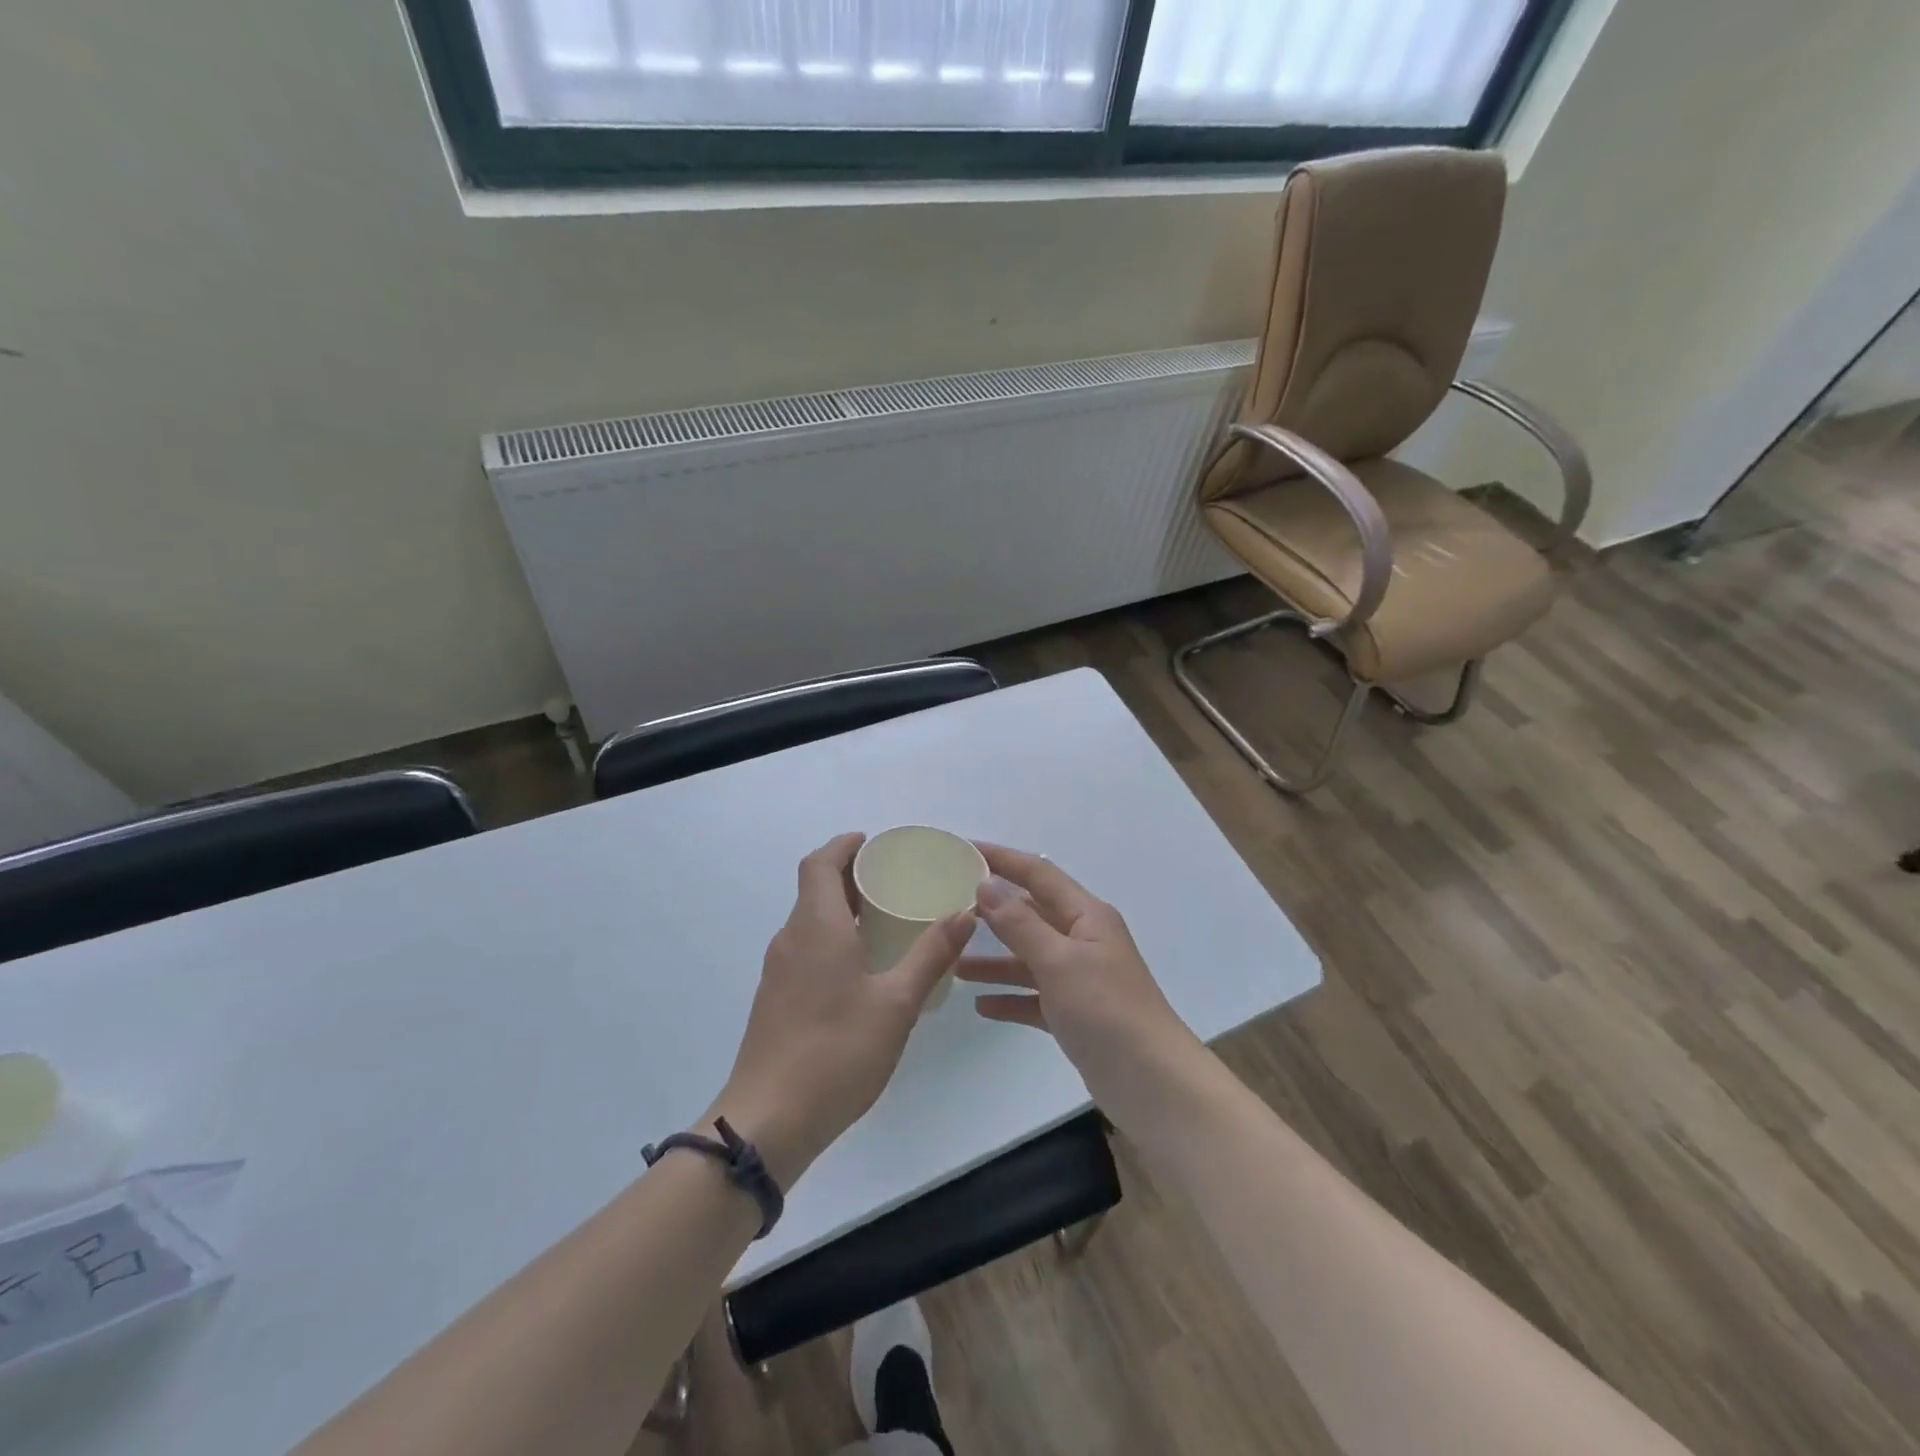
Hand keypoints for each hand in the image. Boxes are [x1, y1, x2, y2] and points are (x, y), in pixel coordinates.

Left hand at [711, 833, 974, 1187]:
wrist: (768, 1122)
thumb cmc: (836, 1052)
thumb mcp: (896, 1004)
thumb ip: (931, 955)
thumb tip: (964, 912)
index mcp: (816, 927)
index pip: (819, 863)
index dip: (844, 846)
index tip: (873, 844)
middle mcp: (791, 939)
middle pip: (814, 889)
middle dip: (850, 875)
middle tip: (893, 880)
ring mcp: (778, 971)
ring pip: (809, 921)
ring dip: (841, 908)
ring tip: (885, 919)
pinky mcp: (775, 999)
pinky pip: (805, 948)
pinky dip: (832, 937)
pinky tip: (862, 967)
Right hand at [957, 844, 1203, 1125]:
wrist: (1152, 1083)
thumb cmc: (1106, 1010)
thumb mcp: (1058, 960)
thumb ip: (1019, 923)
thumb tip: (986, 884)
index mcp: (1086, 916)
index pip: (1038, 874)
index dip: (1003, 859)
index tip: (964, 849)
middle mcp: (1083, 940)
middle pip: (1032, 914)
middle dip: (993, 911)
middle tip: (949, 907)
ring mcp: (1081, 979)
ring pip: (1029, 959)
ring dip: (995, 961)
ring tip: (954, 964)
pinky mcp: (1076, 1015)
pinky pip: (1035, 997)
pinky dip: (1010, 998)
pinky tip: (981, 1007)